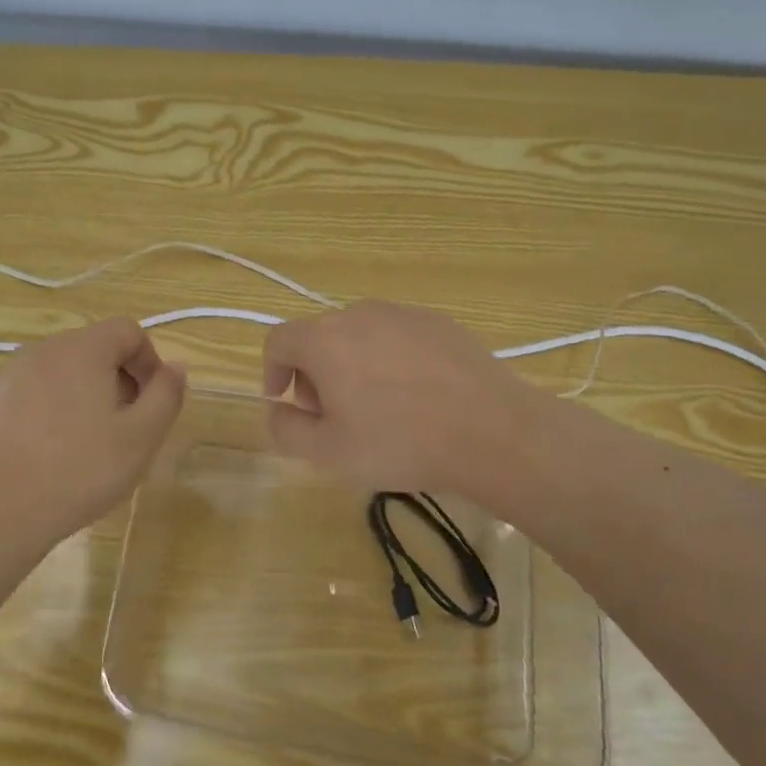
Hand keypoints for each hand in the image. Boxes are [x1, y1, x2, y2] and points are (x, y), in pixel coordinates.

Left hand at [0, 318, 185, 543]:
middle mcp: (43, 349)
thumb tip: (176, 367)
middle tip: (123, 427)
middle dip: (116, 379)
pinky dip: (44, 411)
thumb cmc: (78, 471)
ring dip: (80, 395)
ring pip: (58, 372)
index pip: (128, 330)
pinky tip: (44, 454)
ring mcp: (7, 374)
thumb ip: (166, 395)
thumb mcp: (140, 438)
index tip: (151, 402)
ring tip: (83, 444)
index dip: (149, 361)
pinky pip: (27, 394)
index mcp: (83, 349)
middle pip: (92, 349)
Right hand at [261, 301, 536, 494]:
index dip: (272, 371)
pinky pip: (397, 336)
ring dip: (352, 365)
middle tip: (332, 415)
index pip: (278, 340)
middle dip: (314, 374)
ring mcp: (402, 313)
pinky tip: (416, 396)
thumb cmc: (400, 442)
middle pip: (319, 337)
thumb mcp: (328, 452)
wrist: (493, 431)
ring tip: (377, 407)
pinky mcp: (438, 321)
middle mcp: (358, 314)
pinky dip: (390, 359)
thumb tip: (278, 408)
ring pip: (359, 335)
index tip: (285, 401)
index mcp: (325, 339)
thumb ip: (286, 428)